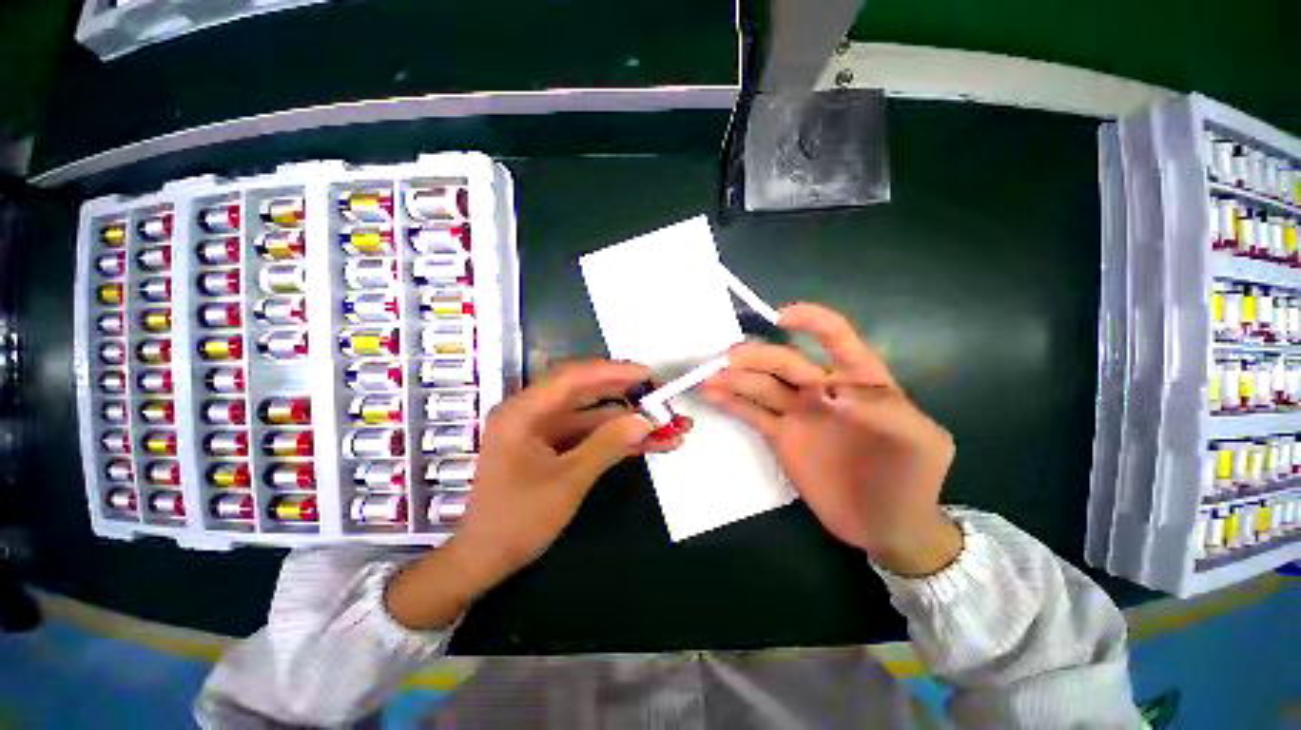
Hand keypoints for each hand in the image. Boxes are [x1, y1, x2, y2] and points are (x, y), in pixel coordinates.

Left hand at [386, 361, 689, 629]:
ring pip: (595, 417)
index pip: (573, 377)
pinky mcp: (555, 448)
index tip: (648, 375)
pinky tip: (650, 444)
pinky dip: (618, 439)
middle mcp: (533, 413)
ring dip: (630, 422)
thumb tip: (646, 420)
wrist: (485, 560)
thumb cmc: (517, 520)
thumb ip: (607, 445)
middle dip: (628, 396)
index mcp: (523, 411)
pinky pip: (591, 436)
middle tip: (663, 396)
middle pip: (588, 394)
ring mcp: (545, 431)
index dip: (614, 372)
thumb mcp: (568, 481)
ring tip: (669, 426)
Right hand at [702, 303, 960, 575]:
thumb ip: (884, 409)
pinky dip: (731, 403)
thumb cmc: (912, 478)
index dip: (810, 322)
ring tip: (710, 377)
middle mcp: (822, 388)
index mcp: (860, 379)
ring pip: (762, 385)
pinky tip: (711, 395)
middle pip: (785, 361)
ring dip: (735, 378)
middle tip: (729, 358)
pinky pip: (753, 414)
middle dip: (757, 356)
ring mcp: (798, 412)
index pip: (835, 338)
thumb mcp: (922, 441)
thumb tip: (830, 390)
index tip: (780, 318)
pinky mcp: (780, 436)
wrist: (887, 524)